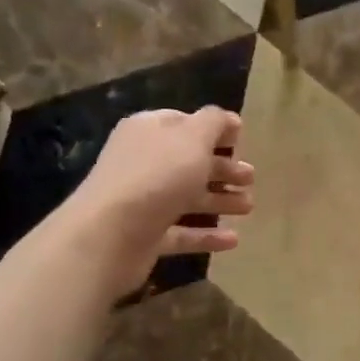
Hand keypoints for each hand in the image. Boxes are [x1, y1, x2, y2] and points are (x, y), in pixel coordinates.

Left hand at [65, 107, 254, 296]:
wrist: (109, 235)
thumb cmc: (156, 176)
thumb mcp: (193, 137)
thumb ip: (214, 122)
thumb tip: (229, 120)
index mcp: (149, 131)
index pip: (184, 124)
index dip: (214, 130)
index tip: (241, 141)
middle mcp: (143, 162)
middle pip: (189, 162)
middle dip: (222, 169)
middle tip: (250, 178)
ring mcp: (142, 200)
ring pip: (187, 197)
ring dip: (219, 200)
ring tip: (249, 206)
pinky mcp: (145, 236)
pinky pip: (181, 232)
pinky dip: (206, 234)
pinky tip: (234, 240)